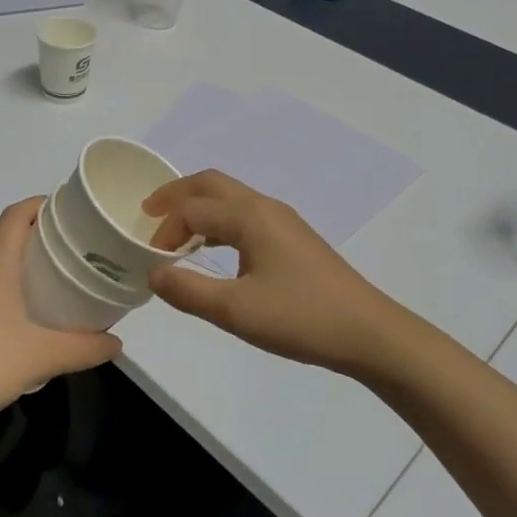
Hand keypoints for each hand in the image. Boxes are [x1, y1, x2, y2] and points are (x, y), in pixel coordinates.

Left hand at [0, 197, 120, 440]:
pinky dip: (13, 290)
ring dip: (27, 266)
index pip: (16, 214)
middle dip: (43, 236)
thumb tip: (118, 343)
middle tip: (78, 248)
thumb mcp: (44, 357)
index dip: (42, 203)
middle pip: (10, 238)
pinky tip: (30, 319)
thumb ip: (86, 348)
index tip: (72, 210)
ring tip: (60, 281)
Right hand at [144, 171, 401, 376]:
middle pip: (211, 184)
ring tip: (176, 233)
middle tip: (148, 212)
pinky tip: (215, 250)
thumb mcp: (236, 310)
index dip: (165, 230)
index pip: (192, 210)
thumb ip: (188, 290)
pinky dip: (219, 222)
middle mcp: (265, 207)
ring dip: (199, 208)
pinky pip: (245, 215)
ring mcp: (283, 220)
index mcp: (249, 216)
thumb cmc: (300, 317)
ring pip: (230, 198)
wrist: (368, 332)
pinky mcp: (293, 238)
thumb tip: (153, 273)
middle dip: (177, 194)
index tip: (150, 260)